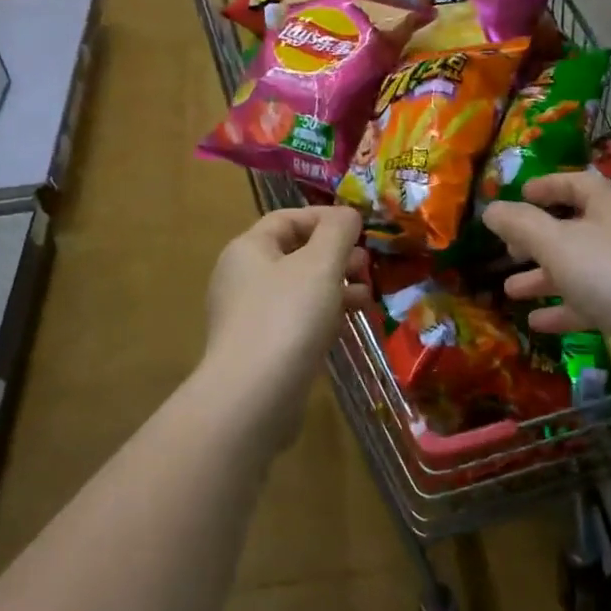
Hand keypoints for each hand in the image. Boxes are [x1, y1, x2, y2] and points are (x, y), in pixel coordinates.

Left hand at [202, 205, 368, 448]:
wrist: (253, 396)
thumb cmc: (288, 317)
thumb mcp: (320, 264)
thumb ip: (337, 231)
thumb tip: (347, 214)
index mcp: (248, 249)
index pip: (288, 218)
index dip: (325, 218)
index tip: (361, 229)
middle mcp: (242, 278)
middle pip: (294, 254)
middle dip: (335, 255)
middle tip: (368, 265)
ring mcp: (249, 316)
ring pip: (299, 290)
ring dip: (335, 287)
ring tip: (368, 295)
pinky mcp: (261, 349)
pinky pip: (296, 320)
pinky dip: (323, 316)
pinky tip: (349, 324)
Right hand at [482, 170, 610, 393]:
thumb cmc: (610, 273)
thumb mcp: (555, 243)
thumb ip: (519, 224)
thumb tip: (490, 209)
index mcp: (609, 206)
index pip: (576, 183)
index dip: (546, 186)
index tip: (518, 195)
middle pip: (574, 228)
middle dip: (536, 239)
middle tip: (508, 249)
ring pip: (578, 268)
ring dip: (543, 277)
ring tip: (510, 289)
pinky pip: (590, 302)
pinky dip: (563, 309)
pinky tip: (536, 322)